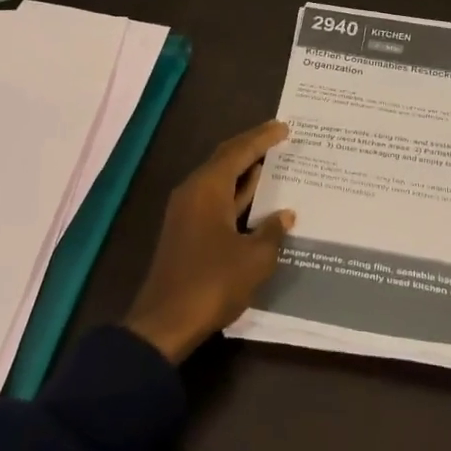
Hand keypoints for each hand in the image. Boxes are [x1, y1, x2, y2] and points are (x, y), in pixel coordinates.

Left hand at [124, 120, 295, 364]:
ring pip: (220, 181)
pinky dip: (238, 194)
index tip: (285, 127)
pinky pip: (217, 200)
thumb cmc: (212, 283)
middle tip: (281, 138)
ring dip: (245, 172)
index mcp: (208, 188)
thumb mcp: (254, 258)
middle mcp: (194, 192)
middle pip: (225, 160)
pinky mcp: (187, 232)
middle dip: (253, 148)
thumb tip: (285, 215)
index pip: (239, 151)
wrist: (165, 323)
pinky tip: (258, 201)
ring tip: (275, 164)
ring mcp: (187, 213)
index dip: (263, 138)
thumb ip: (272, 231)